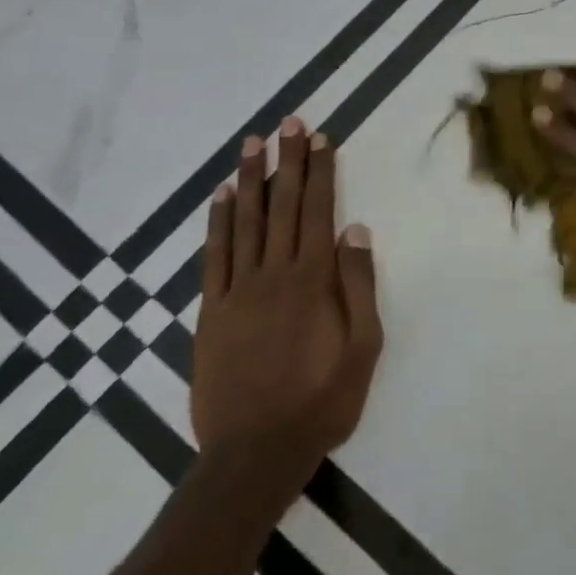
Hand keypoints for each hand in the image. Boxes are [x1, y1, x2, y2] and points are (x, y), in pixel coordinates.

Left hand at [192, 117, 381, 476]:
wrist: (255, 453)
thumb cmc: (321, 401)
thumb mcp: (363, 348)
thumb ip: (359, 286)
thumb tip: (355, 230)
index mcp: (313, 281)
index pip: (317, 211)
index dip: (320, 172)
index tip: (321, 139)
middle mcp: (274, 274)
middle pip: (282, 205)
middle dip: (288, 161)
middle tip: (289, 122)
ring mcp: (237, 290)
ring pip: (245, 221)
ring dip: (250, 179)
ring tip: (253, 143)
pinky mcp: (211, 311)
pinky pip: (214, 256)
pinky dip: (217, 222)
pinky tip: (221, 197)